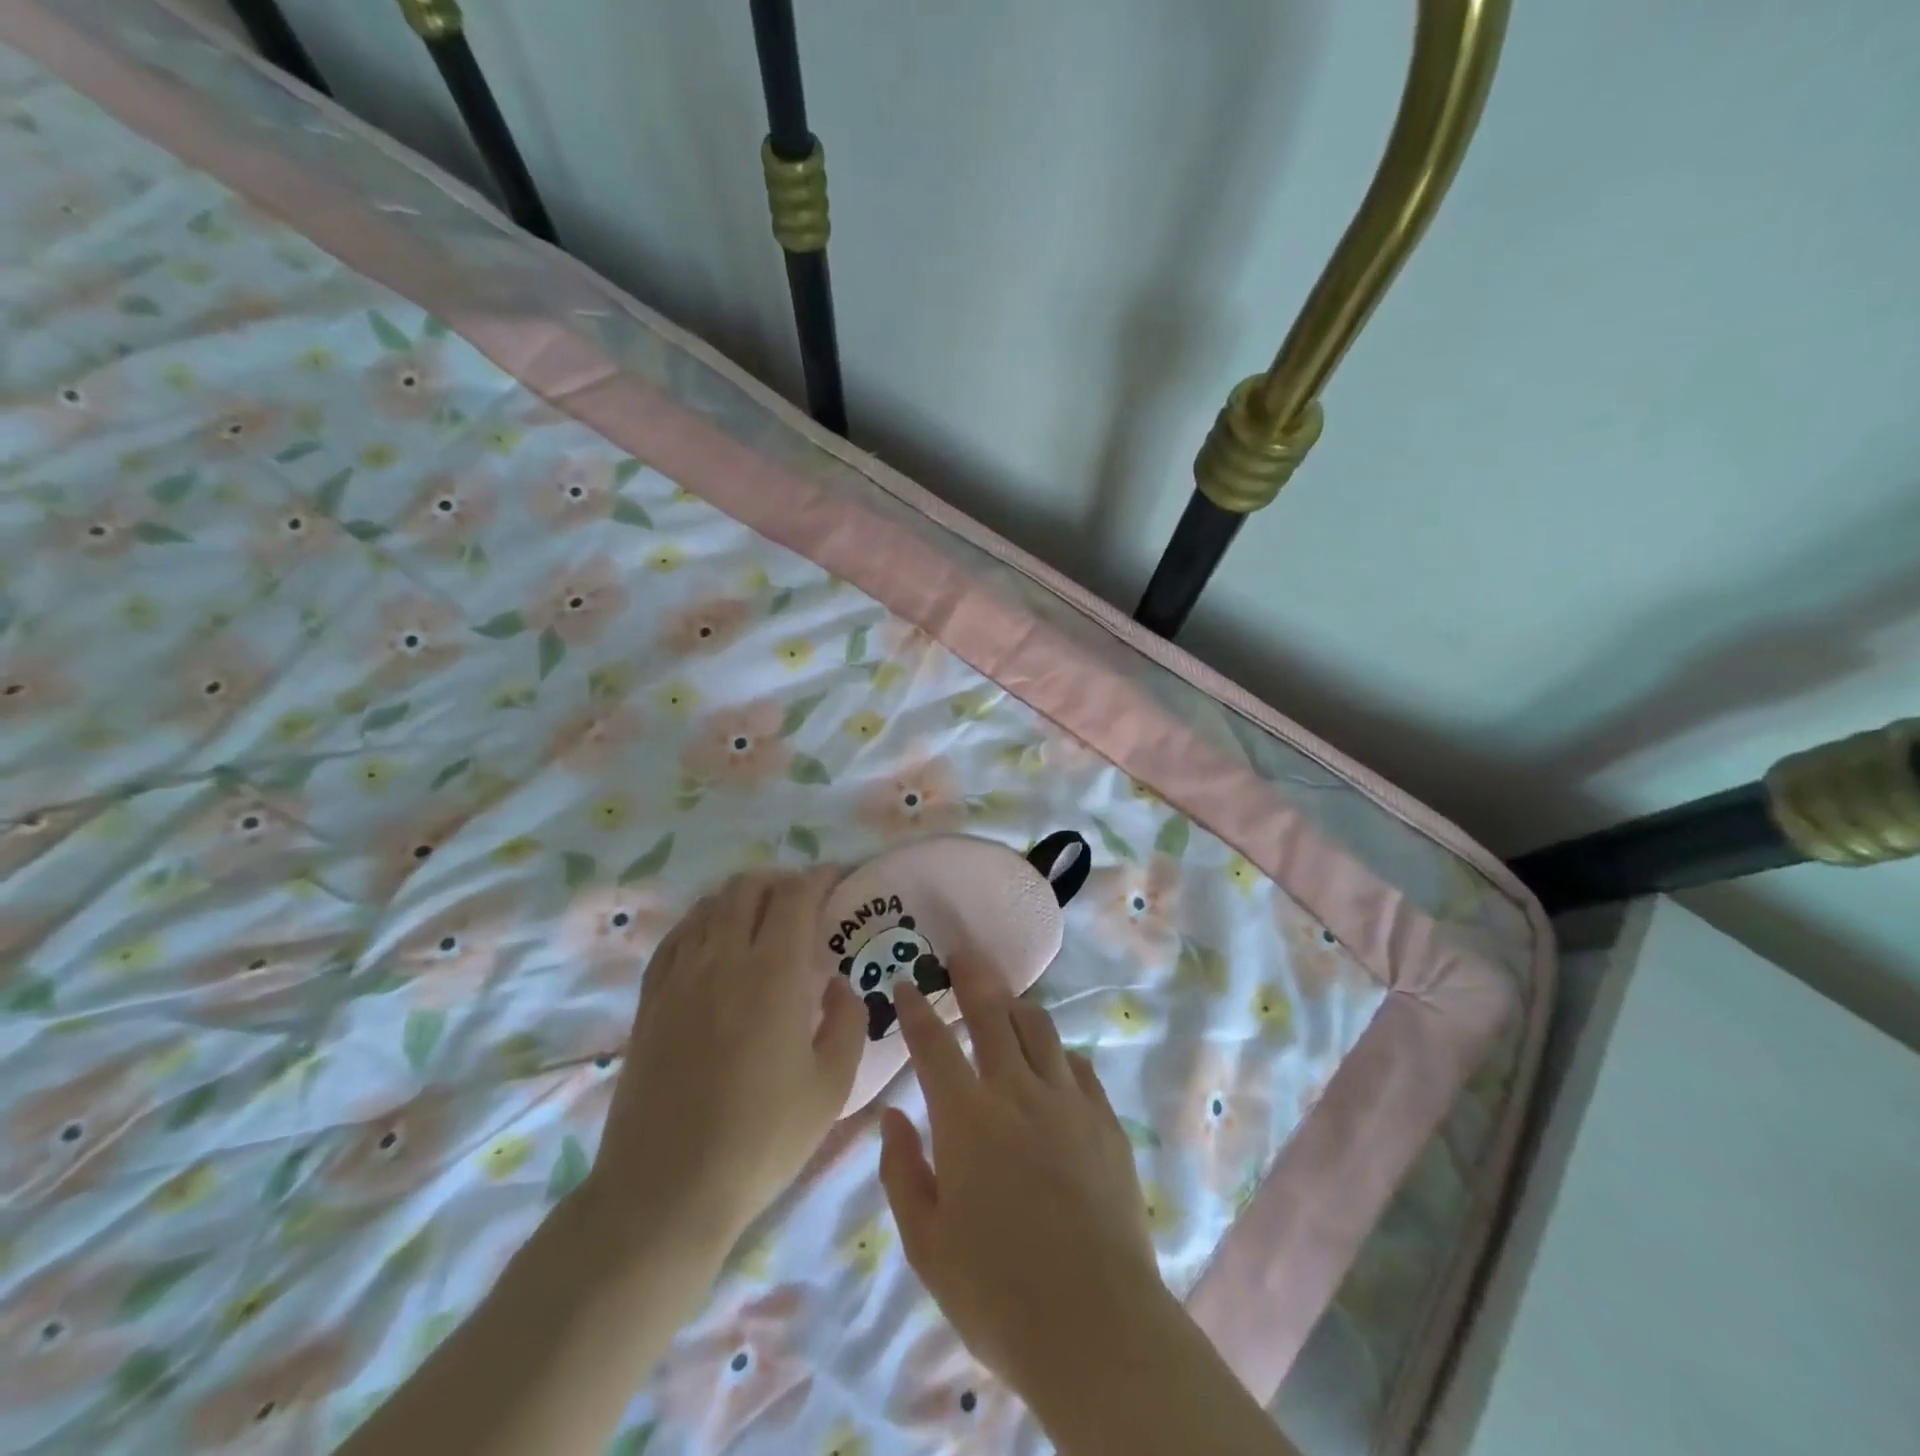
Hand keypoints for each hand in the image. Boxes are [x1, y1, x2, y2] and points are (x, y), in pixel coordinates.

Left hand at [594, 868, 866, 1250]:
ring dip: (741, 897)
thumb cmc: (761, 1139)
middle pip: (747, 889)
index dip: (818, 879)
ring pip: (709, 907)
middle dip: (780, 880)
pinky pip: (676, 937)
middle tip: (802, 899)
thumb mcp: (831, 1087)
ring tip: (761, 915)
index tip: (836, 878)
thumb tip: (838, 985)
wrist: (667, 1190)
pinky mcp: (650, 1001)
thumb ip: (847, 1022)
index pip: (795, 898)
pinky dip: (702, 921)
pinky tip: (712, 939)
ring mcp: (679, 977)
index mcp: (771, 974)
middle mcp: (722, 959)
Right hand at [878, 959, 1164, 1396]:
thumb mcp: (927, 1243)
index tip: (905, 984)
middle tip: (963, 954)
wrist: (1096, 1325)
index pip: (933, 1044)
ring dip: (1017, 1007)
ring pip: (1039, 1029)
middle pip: (993, 1013)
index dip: (916, 1008)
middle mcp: (1017, 1092)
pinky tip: (1053, 1061)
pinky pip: (1078, 1066)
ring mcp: (1068, 1102)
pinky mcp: (1105, 1121)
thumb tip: (893, 1117)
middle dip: (973, 976)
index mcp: (966, 1117)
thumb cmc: (996, 1292)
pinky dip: (1057, 1053)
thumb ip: (902, 1172)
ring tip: (1006, 1000)